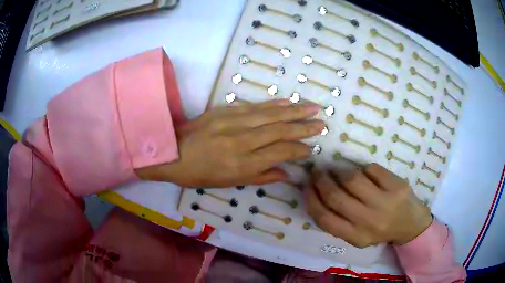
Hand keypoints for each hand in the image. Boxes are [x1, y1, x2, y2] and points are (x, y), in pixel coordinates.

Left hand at [137, 99, 324, 187]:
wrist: (171, 152)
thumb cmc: (199, 174)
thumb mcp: (229, 183)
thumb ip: (261, 177)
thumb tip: (286, 173)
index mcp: (243, 164)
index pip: (280, 152)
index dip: (299, 150)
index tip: (311, 148)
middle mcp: (242, 141)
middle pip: (280, 131)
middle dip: (304, 127)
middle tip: (321, 123)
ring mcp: (233, 123)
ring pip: (270, 115)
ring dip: (294, 111)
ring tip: (312, 108)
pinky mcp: (225, 111)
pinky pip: (254, 106)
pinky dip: (272, 104)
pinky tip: (287, 102)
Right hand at [307, 164, 432, 246]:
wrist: (410, 224)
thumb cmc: (380, 230)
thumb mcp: (356, 236)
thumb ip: (338, 222)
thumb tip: (317, 194)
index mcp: (356, 237)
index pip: (324, 218)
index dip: (311, 199)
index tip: (307, 187)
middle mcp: (369, 221)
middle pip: (336, 196)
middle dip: (322, 180)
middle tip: (318, 172)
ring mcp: (385, 202)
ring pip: (353, 179)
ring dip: (340, 171)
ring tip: (338, 170)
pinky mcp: (397, 185)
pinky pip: (371, 169)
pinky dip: (363, 168)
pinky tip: (364, 173)